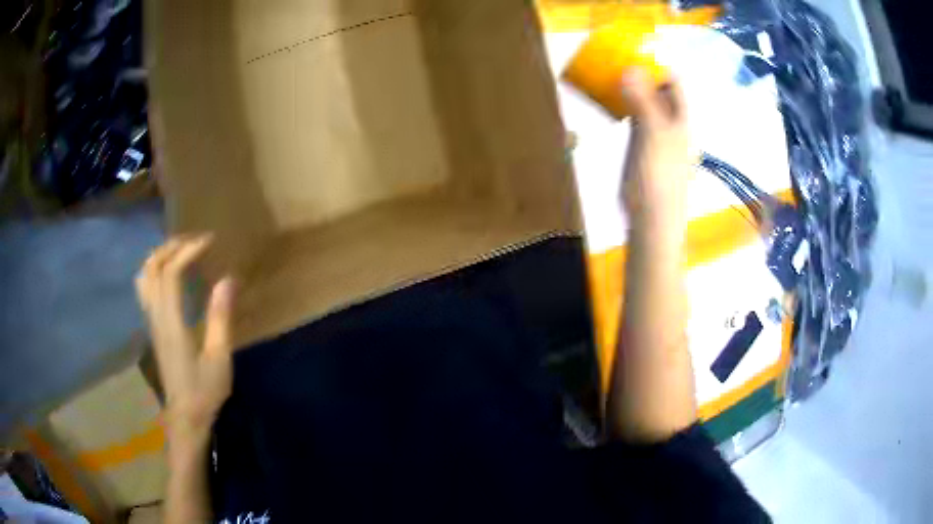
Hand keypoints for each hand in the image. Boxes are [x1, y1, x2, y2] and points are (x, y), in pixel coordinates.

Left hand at [136, 235, 234, 443]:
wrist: (185, 417)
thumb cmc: (204, 390)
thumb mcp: (219, 358)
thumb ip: (220, 317)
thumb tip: (228, 279)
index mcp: (171, 322)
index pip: (172, 272)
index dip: (189, 250)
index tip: (210, 241)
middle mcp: (156, 316)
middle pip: (152, 267)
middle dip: (172, 246)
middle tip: (195, 240)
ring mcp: (151, 321)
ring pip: (143, 277)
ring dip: (159, 256)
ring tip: (179, 250)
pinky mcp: (153, 328)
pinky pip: (144, 288)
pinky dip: (154, 271)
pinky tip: (168, 275)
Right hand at [620, 69, 691, 243]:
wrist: (651, 218)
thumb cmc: (659, 177)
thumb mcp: (653, 135)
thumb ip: (644, 101)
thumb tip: (631, 67)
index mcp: (680, 118)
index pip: (673, 82)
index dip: (658, 65)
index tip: (634, 52)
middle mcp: (670, 122)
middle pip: (658, 90)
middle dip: (640, 73)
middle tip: (614, 59)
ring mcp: (655, 134)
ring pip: (644, 102)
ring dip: (630, 88)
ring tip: (608, 73)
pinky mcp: (641, 146)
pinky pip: (633, 117)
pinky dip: (622, 105)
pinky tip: (608, 100)